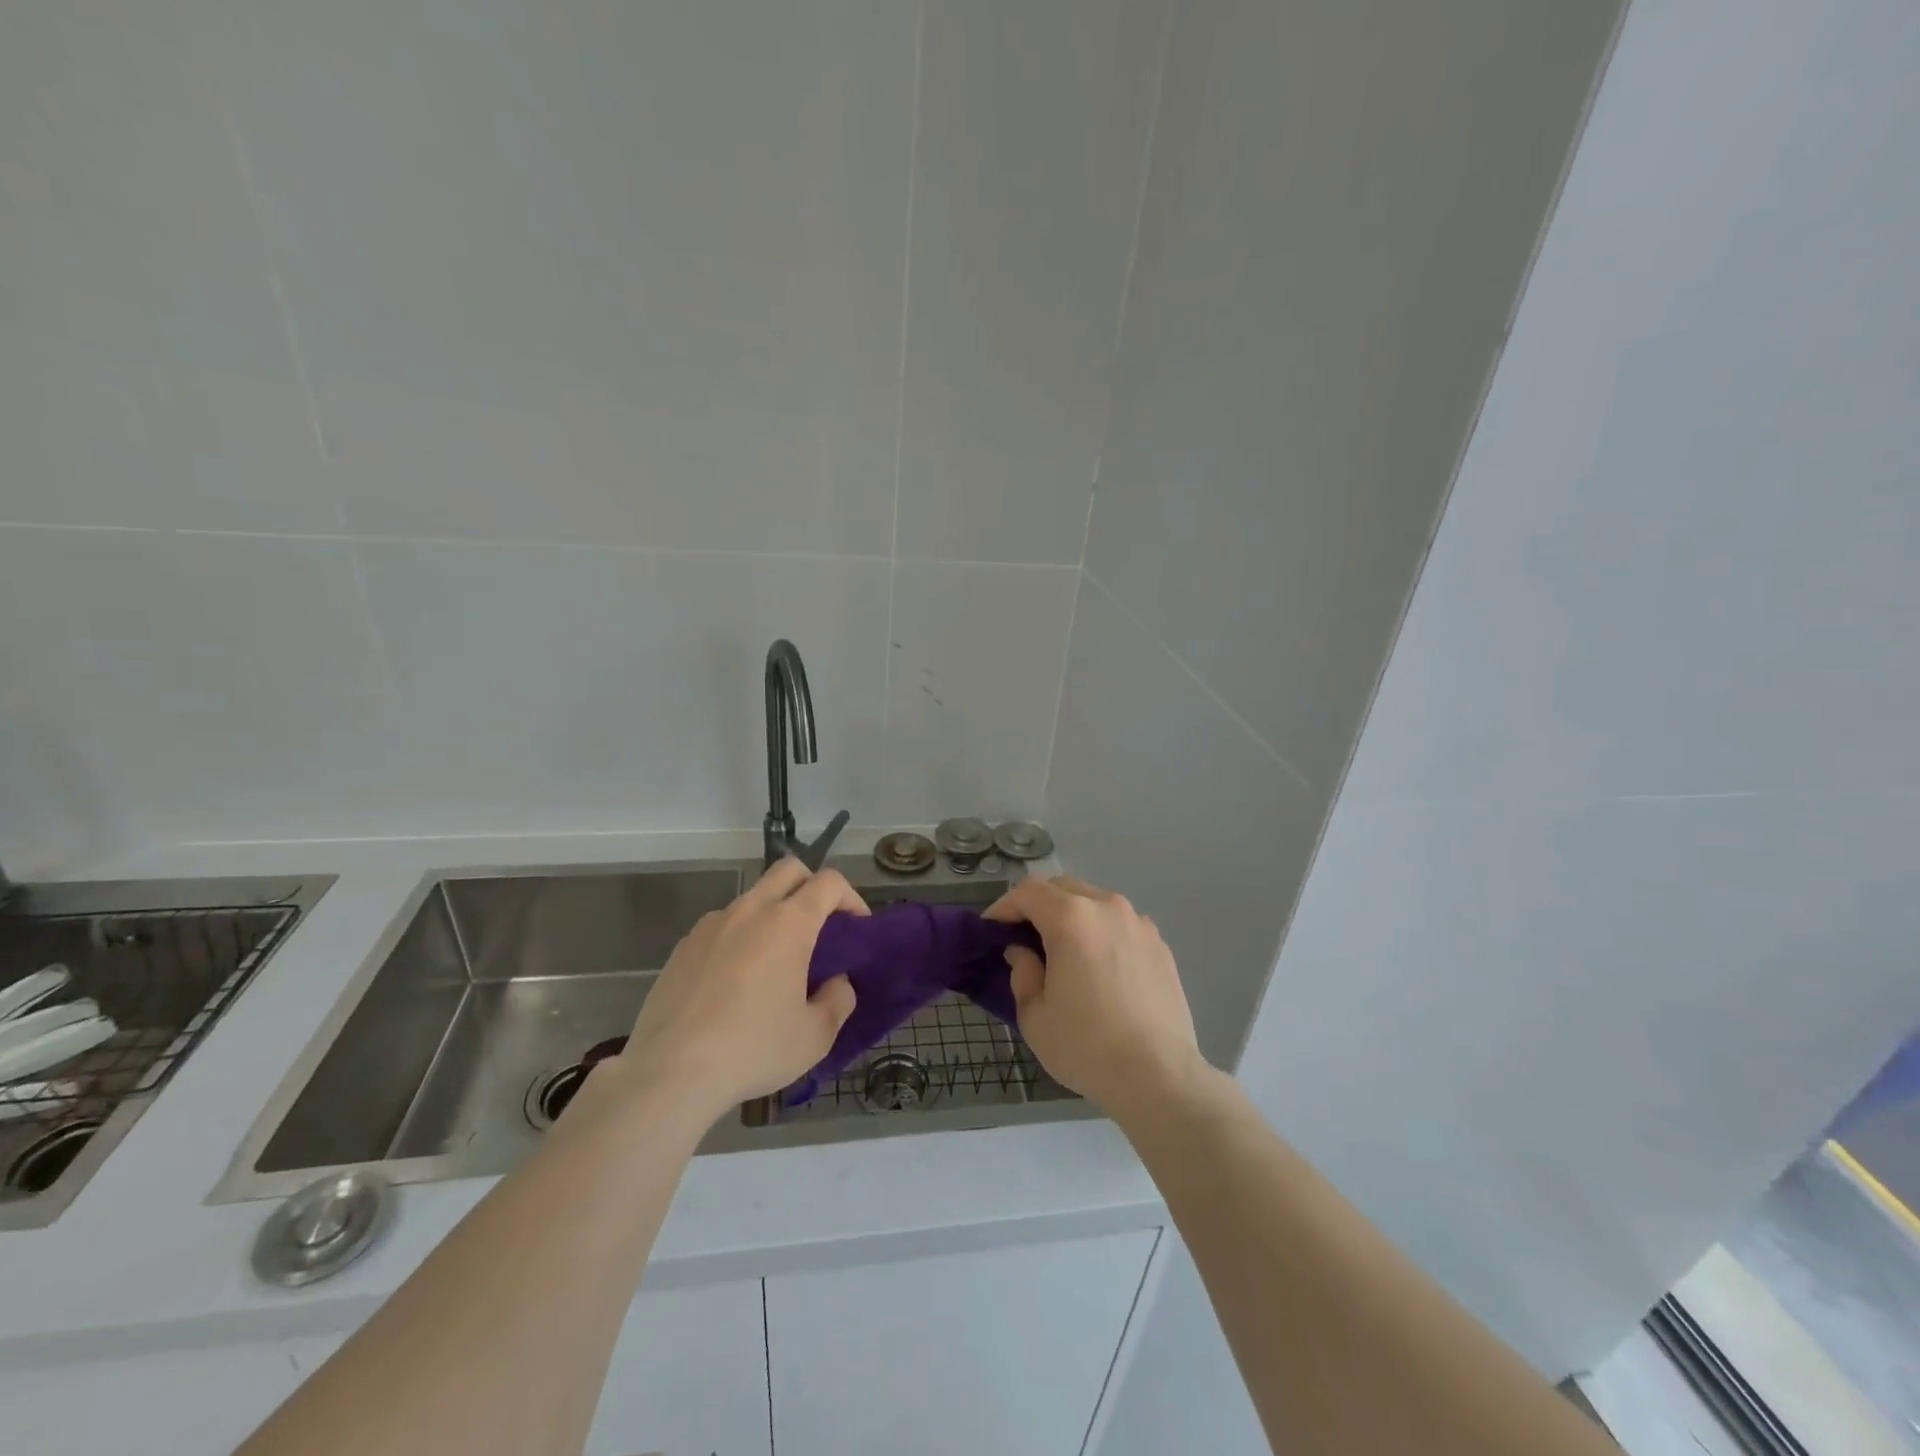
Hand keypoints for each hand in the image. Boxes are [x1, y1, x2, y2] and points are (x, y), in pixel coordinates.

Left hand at [617, 860, 865, 1121]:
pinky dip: (741, 937)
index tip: (857, 927)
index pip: (829, 882)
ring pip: (753, 897)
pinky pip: (723, 925)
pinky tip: (736, 981)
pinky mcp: (684, 946)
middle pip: (789, 870)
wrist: (670, 1072)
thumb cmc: (752, 1049)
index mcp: (788, 923)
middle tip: (821, 926)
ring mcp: (712, 924)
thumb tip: (837, 983)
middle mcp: (750, 910)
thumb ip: (838, 1000)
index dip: (851, 898)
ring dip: (774, 913)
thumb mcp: (815, 1036)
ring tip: (776, 961)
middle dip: (812, 887)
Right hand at [985, 875, 1208, 1122]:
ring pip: (1094, 903)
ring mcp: (1139, 923)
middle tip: (1024, 939)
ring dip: (1072, 917)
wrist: (1159, 1077)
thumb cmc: (1087, 1046)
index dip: (1004, 906)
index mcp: (1072, 918)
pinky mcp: (1160, 944)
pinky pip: (1120, 925)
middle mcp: (1107, 908)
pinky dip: (1101, 933)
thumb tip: (1023, 952)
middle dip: (1038, 906)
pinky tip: (1100, 969)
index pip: (1028, 892)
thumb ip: (1022, 973)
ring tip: (1064, 953)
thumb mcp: (1035, 1016)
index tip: (993, 930)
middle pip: (1063, 889)